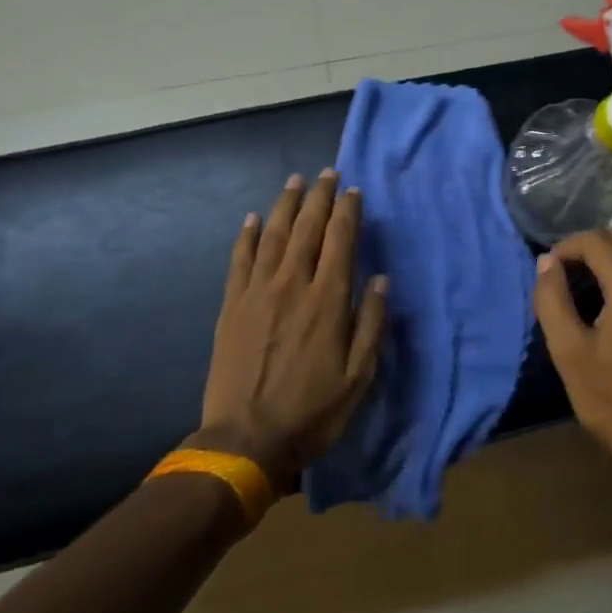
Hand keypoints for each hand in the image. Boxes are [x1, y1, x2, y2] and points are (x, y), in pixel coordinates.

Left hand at [188, 171, 388, 488]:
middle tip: (327, 173)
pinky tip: (252, 219)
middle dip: (318, 198)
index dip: (347, 212)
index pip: (340, 242)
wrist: (246, 439)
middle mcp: (292, 285)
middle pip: (306, 229)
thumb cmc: (312, 411)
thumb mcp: (359, 376)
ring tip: (295, 182)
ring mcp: (257, 293)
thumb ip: (371, 324)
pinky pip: (239, 260)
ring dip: (284, 206)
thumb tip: (380, 280)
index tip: (353, 190)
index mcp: (327, 301)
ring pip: (272, 236)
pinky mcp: (231, 306)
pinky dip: (246, 236)